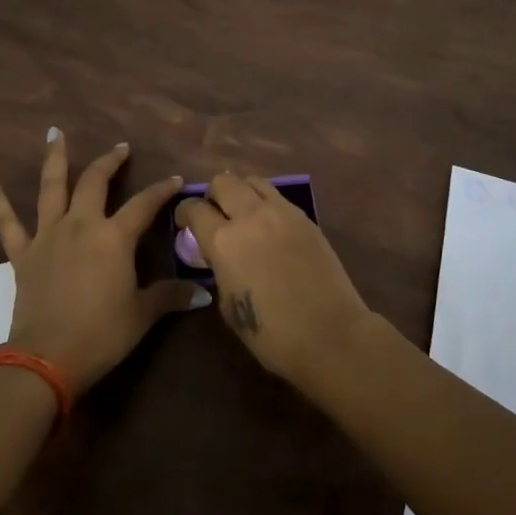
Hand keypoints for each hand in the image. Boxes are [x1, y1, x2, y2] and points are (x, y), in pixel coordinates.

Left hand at [0, 131, 207, 393]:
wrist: (47, 358)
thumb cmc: (101, 334)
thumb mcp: (142, 315)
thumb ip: (170, 297)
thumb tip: (202, 293)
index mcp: (114, 237)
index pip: (144, 204)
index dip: (162, 190)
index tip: (175, 179)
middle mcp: (81, 225)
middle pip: (96, 182)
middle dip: (110, 161)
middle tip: (120, 147)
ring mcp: (48, 235)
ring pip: (52, 187)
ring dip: (55, 158)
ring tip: (53, 132)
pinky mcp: (22, 253)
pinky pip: (5, 220)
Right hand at [175, 174, 371, 392]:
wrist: (330, 333)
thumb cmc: (272, 333)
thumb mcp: (228, 306)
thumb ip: (219, 270)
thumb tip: (220, 257)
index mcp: (223, 241)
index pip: (194, 209)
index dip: (184, 213)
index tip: (185, 224)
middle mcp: (250, 216)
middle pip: (223, 182)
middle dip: (213, 195)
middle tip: (215, 215)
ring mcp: (281, 212)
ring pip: (252, 180)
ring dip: (241, 192)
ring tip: (243, 213)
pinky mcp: (305, 217)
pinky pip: (277, 196)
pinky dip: (265, 202)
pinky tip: (269, 225)